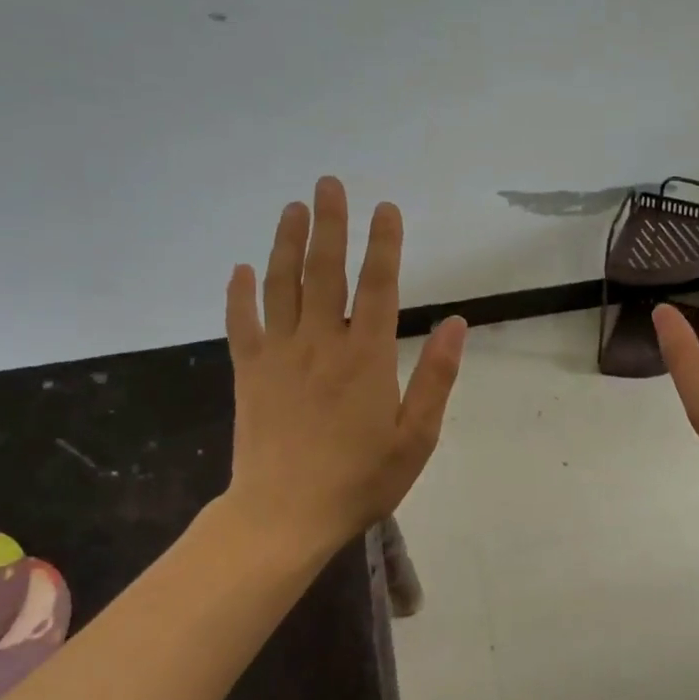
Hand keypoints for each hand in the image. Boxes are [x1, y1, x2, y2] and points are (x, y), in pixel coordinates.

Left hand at [217, 176, 467, 560]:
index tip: (386, 208)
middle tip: (329, 184)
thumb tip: (458, 323)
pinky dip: (240, 294)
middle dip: (330, 225)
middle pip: (324, 272)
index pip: (377, 286)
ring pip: (281, 286)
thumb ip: (436, 377)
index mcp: (365, 357)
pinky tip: (240, 269)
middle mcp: (320, 344)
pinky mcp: (249, 373)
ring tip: (292, 208)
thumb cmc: (360, 479)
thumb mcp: (416, 436)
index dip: (383, 244)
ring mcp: (279, 355)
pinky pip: (242, 323)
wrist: (284, 516)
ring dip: (287, 243)